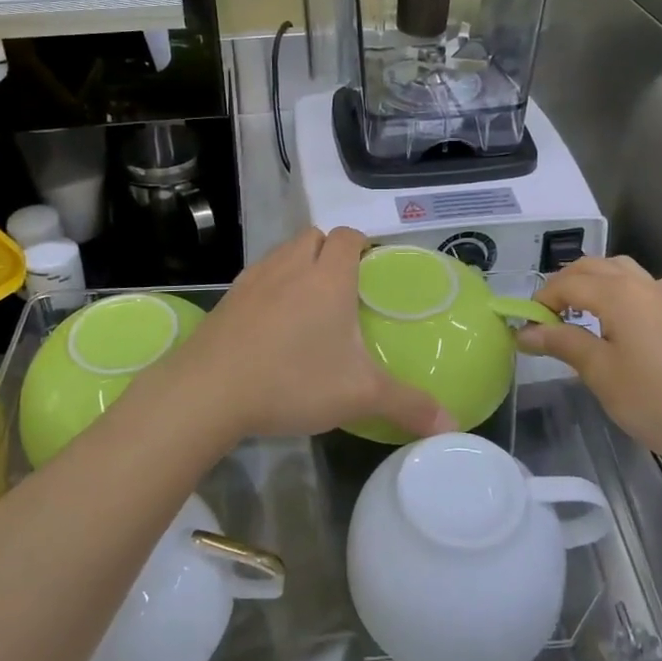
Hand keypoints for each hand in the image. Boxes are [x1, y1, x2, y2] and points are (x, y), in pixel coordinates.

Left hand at [158, 227, 452, 443]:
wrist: (209, 390)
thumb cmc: (293, 379)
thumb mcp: (359, 395)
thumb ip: (408, 405)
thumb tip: (452, 424)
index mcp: (328, 276)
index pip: (348, 236)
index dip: (362, 244)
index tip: (371, 268)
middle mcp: (291, 265)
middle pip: (314, 236)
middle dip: (330, 251)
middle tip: (343, 289)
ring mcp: (255, 278)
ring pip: (283, 253)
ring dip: (298, 265)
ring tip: (308, 305)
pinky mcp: (228, 297)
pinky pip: (258, 276)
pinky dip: (271, 287)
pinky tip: (272, 325)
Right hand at [515, 255, 661, 470]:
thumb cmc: (655, 401)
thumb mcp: (599, 373)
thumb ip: (562, 343)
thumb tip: (526, 331)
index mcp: (617, 293)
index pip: (566, 284)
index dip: (540, 302)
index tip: (524, 328)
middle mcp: (643, 285)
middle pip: (594, 268)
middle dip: (564, 286)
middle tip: (546, 320)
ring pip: (626, 271)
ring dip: (598, 282)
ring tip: (583, 310)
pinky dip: (649, 289)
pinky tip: (646, 309)